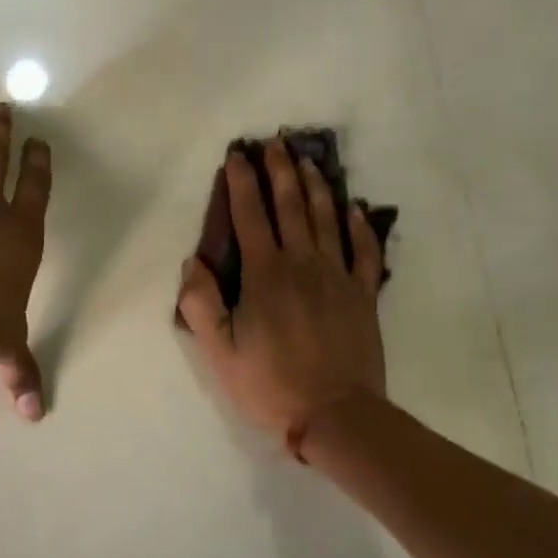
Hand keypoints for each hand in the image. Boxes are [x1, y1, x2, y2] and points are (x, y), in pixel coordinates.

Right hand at [176, 140, 386, 442]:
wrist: (336, 414)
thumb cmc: (270, 384)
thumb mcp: (219, 351)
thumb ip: (201, 304)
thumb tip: (193, 262)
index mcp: (265, 275)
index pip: (249, 216)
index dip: (241, 184)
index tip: (236, 156)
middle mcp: (303, 264)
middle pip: (291, 206)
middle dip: (280, 172)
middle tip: (275, 143)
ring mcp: (338, 277)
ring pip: (327, 219)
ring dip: (316, 186)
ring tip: (307, 161)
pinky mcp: (364, 294)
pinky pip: (364, 251)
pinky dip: (360, 226)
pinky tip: (354, 208)